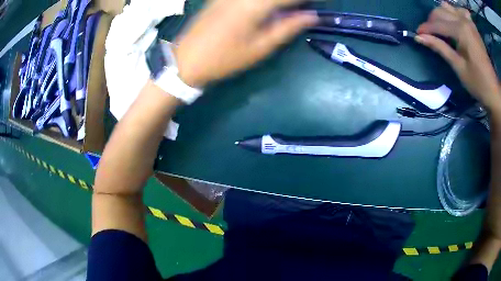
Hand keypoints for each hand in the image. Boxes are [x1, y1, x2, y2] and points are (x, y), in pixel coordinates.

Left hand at [174, 0, 317, 87]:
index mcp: (255, 5)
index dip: (305, 0)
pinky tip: (267, 9)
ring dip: (278, 2)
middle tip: (300, 9)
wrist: (186, 60)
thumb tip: (311, 16)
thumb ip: (287, 28)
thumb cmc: (224, 59)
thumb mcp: (260, 48)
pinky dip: (263, 2)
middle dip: (292, 2)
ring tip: (286, 10)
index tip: (315, 5)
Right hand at [416, 2, 500, 110]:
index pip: (438, 24)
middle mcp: (463, 20)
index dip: (426, 28)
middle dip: (432, 21)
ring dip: (441, 15)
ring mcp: (468, 21)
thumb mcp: (458, 67)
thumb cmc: (477, 83)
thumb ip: (440, 48)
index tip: (417, 34)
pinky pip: (459, 10)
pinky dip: (453, 13)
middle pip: (441, 12)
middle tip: (429, 34)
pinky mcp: (472, 25)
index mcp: (461, 31)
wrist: (493, 90)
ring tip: (440, 27)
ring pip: (448, 7)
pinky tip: (453, 21)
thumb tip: (419, 37)